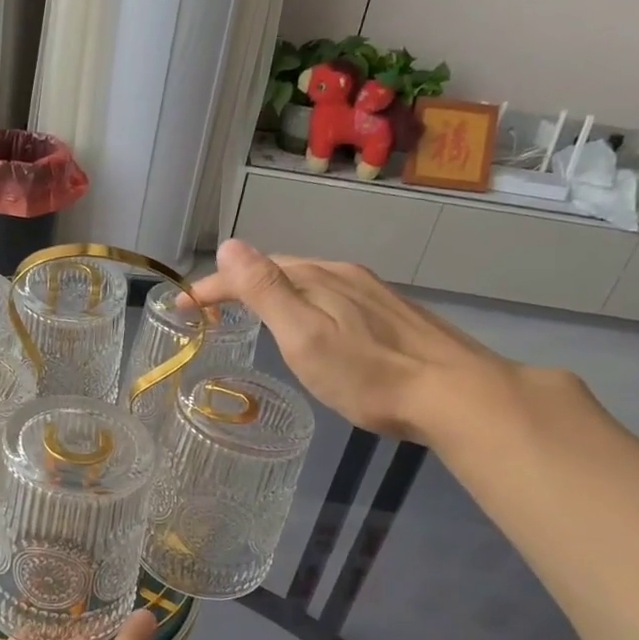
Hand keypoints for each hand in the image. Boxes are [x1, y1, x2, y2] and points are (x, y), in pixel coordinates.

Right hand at [188, 238, 519, 440]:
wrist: (457, 394)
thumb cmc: (369, 375)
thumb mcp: (305, 337)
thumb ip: (266, 292)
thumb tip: (230, 245)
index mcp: (317, 278)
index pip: (250, 271)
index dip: (211, 286)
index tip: (181, 305)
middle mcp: (342, 274)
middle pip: (278, 269)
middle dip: (238, 283)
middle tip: (210, 309)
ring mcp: (371, 291)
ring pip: (307, 280)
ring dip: (272, 290)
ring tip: (250, 312)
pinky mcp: (391, 311)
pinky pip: (331, 294)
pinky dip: (303, 300)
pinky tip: (311, 321)